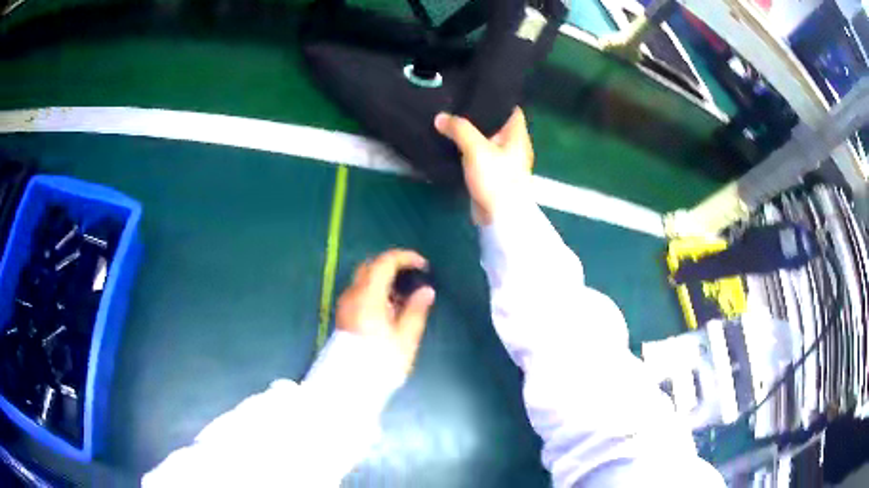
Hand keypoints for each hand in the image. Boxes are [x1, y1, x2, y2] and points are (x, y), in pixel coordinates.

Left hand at [336, 249, 435, 373]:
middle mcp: (353, 295)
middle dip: (392, 267)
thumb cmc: (381, 360)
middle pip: (371, 267)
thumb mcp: (405, 337)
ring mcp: (345, 305)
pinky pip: (360, 293)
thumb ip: (416, 310)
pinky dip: (375, 292)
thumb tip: (426, 291)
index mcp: (368, 296)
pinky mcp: (344, 315)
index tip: (423, 265)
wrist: (351, 384)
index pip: (384, 263)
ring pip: (364, 280)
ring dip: (383, 280)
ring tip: (405, 298)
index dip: (405, 258)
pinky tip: (390, 310)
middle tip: (413, 278)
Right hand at [434, 107, 533, 224]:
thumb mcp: (476, 148)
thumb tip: (440, 117)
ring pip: (487, 141)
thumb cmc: (496, 178)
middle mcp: (514, 146)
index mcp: (517, 136)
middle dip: (479, 115)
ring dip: (472, 134)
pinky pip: (480, 156)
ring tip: (451, 120)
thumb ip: (458, 129)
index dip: (497, 99)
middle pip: (497, 124)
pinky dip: (469, 150)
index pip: (511, 109)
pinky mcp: (493, 175)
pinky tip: (453, 144)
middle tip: (457, 103)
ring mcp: (504, 162)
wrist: (500, 217)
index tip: (476, 90)